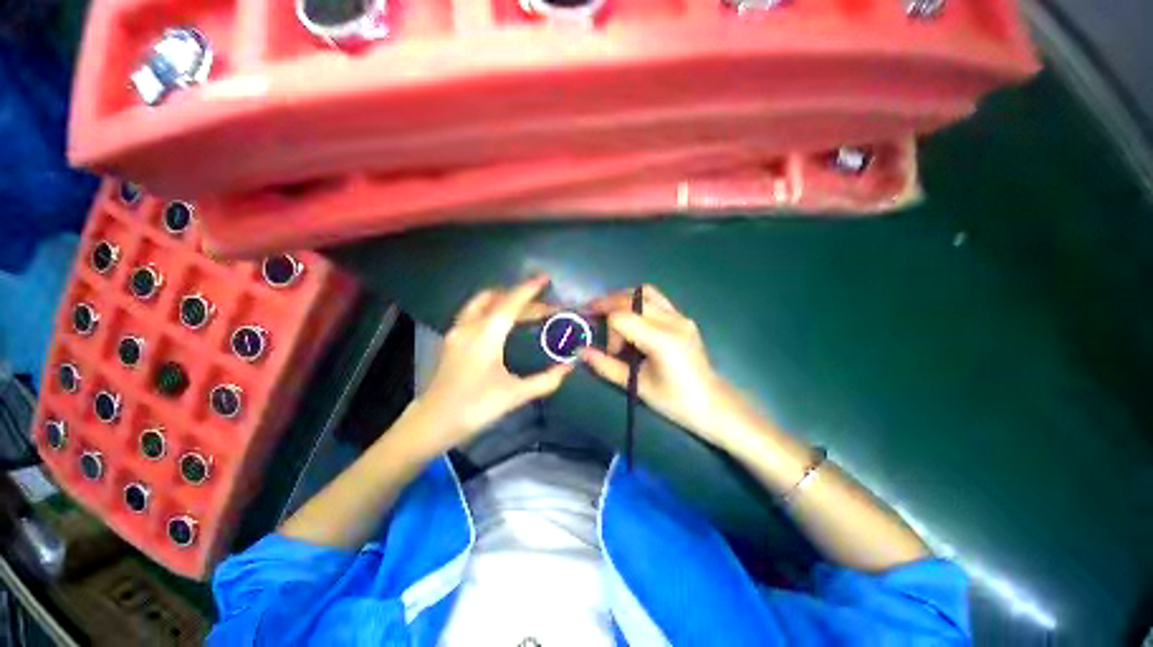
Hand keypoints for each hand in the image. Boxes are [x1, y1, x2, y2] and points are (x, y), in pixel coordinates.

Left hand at [408, 275, 571, 455]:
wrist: (432, 423)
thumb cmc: (475, 407)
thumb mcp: (515, 395)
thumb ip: (546, 380)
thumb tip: (569, 367)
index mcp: (486, 335)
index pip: (511, 303)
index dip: (529, 289)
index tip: (544, 278)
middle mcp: (469, 326)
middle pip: (497, 299)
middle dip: (521, 296)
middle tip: (543, 303)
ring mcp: (457, 331)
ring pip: (482, 302)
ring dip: (504, 299)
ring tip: (525, 306)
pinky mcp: (452, 339)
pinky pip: (474, 312)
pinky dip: (492, 307)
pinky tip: (502, 320)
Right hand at [582, 285, 731, 445]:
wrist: (712, 403)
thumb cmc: (675, 402)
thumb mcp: (637, 386)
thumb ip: (606, 366)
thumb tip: (581, 352)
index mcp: (662, 340)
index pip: (622, 317)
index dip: (609, 331)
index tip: (611, 351)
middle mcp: (673, 321)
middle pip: (631, 298)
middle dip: (607, 304)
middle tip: (592, 314)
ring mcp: (681, 317)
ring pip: (644, 292)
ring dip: (622, 298)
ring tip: (608, 311)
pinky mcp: (683, 318)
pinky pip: (655, 299)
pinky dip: (637, 302)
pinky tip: (630, 317)